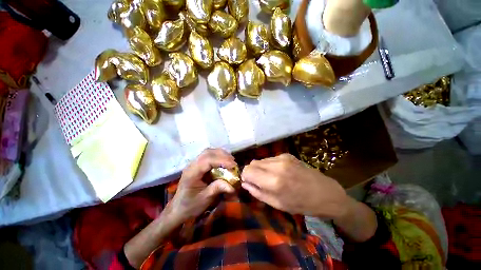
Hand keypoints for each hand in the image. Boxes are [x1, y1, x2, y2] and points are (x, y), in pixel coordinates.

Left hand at [163, 148, 236, 225]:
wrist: (178, 209)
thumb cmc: (190, 205)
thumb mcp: (205, 199)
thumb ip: (218, 189)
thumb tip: (233, 186)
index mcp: (192, 173)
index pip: (207, 160)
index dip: (222, 160)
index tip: (233, 165)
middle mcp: (192, 165)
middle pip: (208, 153)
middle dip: (223, 155)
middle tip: (233, 162)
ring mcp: (193, 163)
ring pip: (208, 152)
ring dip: (220, 154)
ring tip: (230, 160)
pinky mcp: (197, 165)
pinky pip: (208, 155)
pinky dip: (217, 156)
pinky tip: (223, 161)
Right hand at [241, 153, 349, 218]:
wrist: (326, 193)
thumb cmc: (302, 204)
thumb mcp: (278, 204)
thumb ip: (258, 193)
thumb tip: (244, 183)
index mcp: (273, 181)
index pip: (247, 170)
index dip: (245, 176)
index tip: (248, 182)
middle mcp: (276, 165)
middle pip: (252, 163)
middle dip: (252, 172)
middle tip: (259, 182)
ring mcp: (282, 158)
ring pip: (260, 160)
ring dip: (260, 169)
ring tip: (270, 178)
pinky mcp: (287, 154)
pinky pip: (270, 159)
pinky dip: (269, 165)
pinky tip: (279, 172)